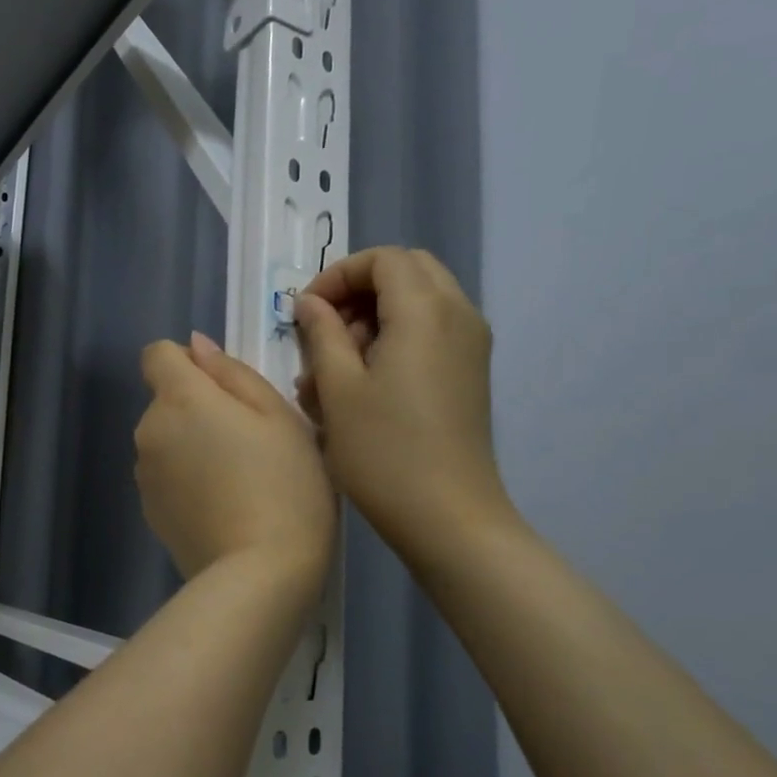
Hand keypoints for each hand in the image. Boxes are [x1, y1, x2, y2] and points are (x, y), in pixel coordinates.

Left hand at [135, 332, 335, 592]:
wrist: (260, 575)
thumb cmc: (284, 485)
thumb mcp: (278, 416)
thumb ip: (232, 373)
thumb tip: (196, 347)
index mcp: (180, 398)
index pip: (158, 354)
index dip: (188, 362)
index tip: (224, 390)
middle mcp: (149, 430)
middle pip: (166, 399)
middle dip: (198, 407)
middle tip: (250, 441)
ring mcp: (144, 474)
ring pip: (167, 439)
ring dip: (192, 444)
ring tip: (238, 479)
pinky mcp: (149, 511)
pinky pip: (167, 475)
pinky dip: (187, 479)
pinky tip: (222, 507)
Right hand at [293, 247, 514, 559]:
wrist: (449, 518)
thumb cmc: (384, 452)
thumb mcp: (339, 389)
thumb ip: (322, 333)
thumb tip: (311, 303)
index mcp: (426, 310)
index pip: (383, 259)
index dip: (339, 275)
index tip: (306, 311)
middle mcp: (458, 315)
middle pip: (407, 272)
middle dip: (359, 291)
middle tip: (324, 331)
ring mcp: (470, 345)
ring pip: (419, 302)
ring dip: (374, 319)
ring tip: (335, 369)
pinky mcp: (470, 372)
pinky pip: (431, 332)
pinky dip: (395, 340)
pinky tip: (363, 386)